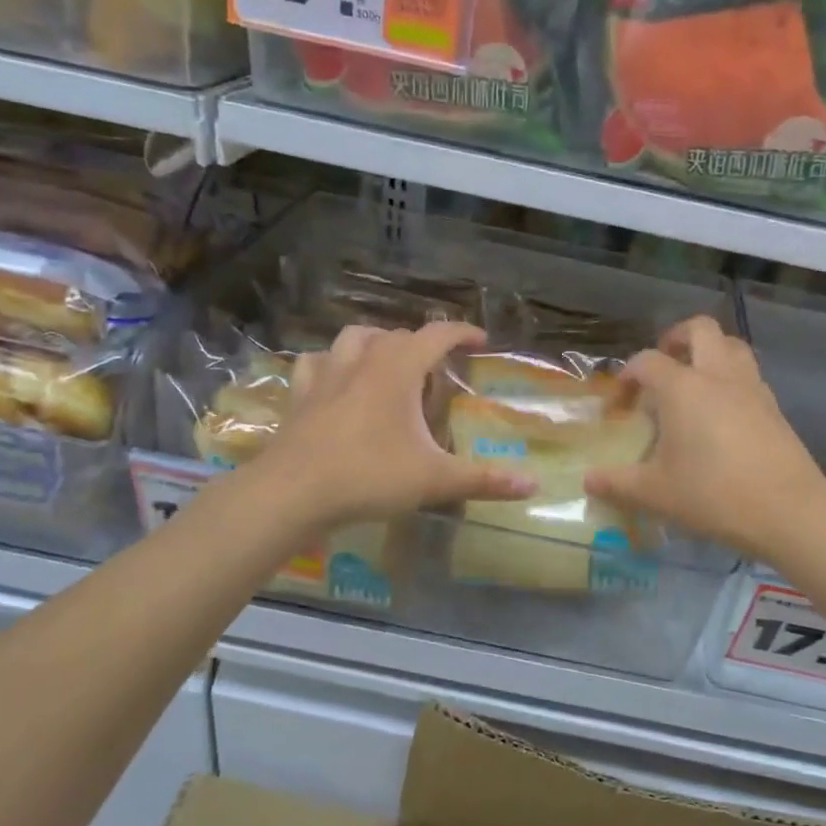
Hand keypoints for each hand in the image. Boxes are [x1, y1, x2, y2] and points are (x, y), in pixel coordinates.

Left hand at [258, 321, 534, 528]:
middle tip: (437, 373)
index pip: (437, 335)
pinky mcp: (300, 395)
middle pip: (397, 335)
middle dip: (422, 345)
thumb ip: (484, 480)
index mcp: (398, 370)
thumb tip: (533, 486)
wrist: (293, 492)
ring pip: (353, 338)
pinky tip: (335, 381)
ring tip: (388, 364)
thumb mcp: (434, 480)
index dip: (462, 333)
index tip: (480, 341)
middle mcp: (362, 361)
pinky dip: (331, 364)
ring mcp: (325, 375)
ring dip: (376, 343)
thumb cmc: (369, 477)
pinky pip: (316, 363)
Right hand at [585, 316, 825, 560]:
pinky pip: (749, 374)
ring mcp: (751, 388)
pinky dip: (731, 378)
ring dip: (710, 351)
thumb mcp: (655, 493)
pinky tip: (722, 411)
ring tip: (693, 380)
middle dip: (676, 338)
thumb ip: (618, 483)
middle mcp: (718, 376)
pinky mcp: (774, 407)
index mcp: (683, 388)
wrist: (787, 510)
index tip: (620, 406)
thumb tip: (589, 481)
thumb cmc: (712, 495)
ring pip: (732, 345)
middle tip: (662, 364)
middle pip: (699, 329)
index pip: (647, 361)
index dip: (627, 377)